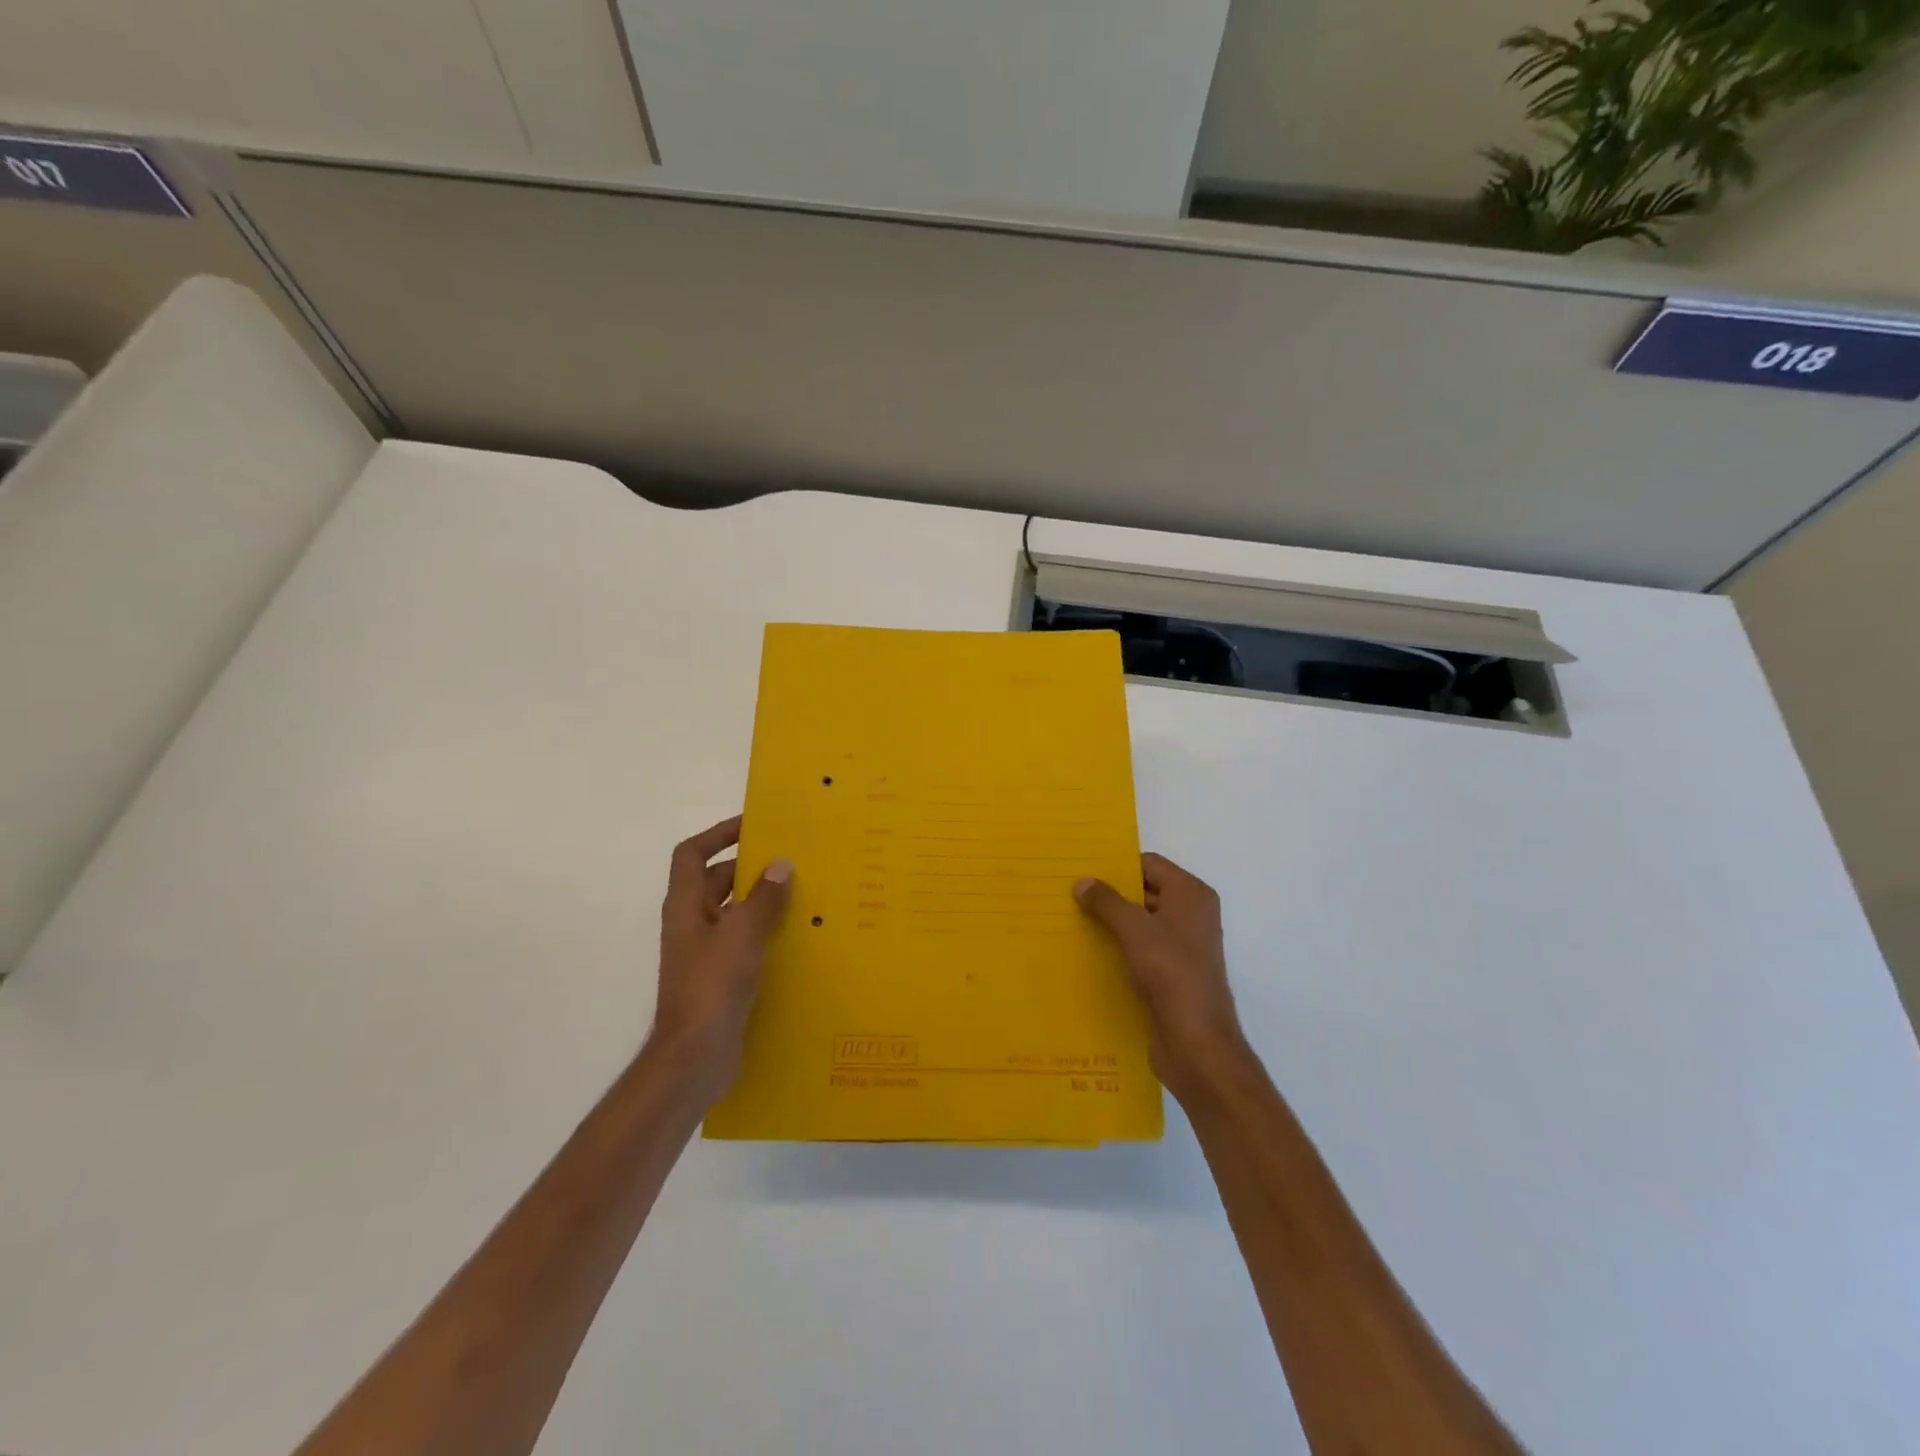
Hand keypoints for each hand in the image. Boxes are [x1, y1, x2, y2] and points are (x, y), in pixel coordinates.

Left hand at [649, 815, 792, 1106]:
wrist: (695, 1057)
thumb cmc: (713, 986)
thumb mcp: (743, 934)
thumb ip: (764, 898)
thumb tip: (781, 864)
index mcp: (686, 905)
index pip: (693, 853)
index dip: (718, 834)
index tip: (753, 825)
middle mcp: (692, 923)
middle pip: (717, 881)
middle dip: (751, 868)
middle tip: (793, 860)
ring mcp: (705, 952)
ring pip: (735, 912)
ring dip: (763, 901)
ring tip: (805, 894)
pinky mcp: (721, 977)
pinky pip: (745, 941)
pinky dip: (767, 932)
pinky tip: (799, 937)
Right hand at [1075, 853, 1250, 1101]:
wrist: (1196, 1042)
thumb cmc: (1170, 972)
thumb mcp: (1134, 929)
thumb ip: (1106, 902)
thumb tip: (1082, 881)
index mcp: (1191, 895)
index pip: (1149, 864)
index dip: (1117, 865)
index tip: (1081, 869)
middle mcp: (1191, 915)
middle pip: (1145, 891)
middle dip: (1110, 894)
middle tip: (1069, 892)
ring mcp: (1183, 946)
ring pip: (1141, 922)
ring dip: (1111, 922)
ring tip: (1070, 919)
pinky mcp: (1172, 974)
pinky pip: (1141, 949)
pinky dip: (1119, 947)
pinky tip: (1088, 951)